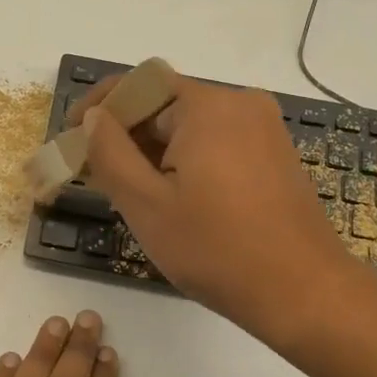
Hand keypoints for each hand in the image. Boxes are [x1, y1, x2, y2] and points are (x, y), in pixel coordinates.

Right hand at [74, 75, 354, 346]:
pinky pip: (216, 139)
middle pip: (164, 102)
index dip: (98, 104)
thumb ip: (109, 151)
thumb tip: (94, 115)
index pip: (138, 84)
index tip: (71, 135)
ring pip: (189, 123)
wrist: (304, 293)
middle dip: (125, 133)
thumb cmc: (217, 250)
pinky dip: (185, 157)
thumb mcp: (146, 204)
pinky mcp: (273, 152)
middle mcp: (239, 102)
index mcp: (206, 105)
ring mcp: (262, 127)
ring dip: (154, 148)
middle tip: (96, 174)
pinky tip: (172, 195)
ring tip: (130, 191)